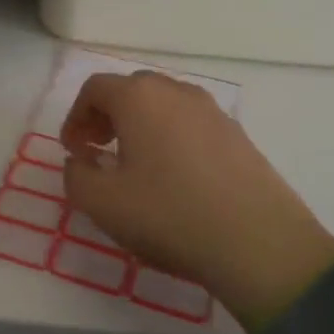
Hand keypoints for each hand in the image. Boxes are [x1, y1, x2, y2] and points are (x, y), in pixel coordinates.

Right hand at [60, 71, 333, 332]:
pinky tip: (173, 177)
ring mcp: (213, 111)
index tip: (73, 150)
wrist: (260, 244)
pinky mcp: (238, 135)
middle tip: (97, 150)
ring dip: (139, 125)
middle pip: (131, 90)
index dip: (75, 117)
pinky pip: (191, 124)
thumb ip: (75, 175)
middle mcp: (176, 92)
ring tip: (134, 164)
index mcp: (139, 98)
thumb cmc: (169, 215)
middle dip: (106, 116)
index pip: (95, 88)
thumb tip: (80, 160)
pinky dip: (170, 137)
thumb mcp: (102, 203)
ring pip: (163, 105)